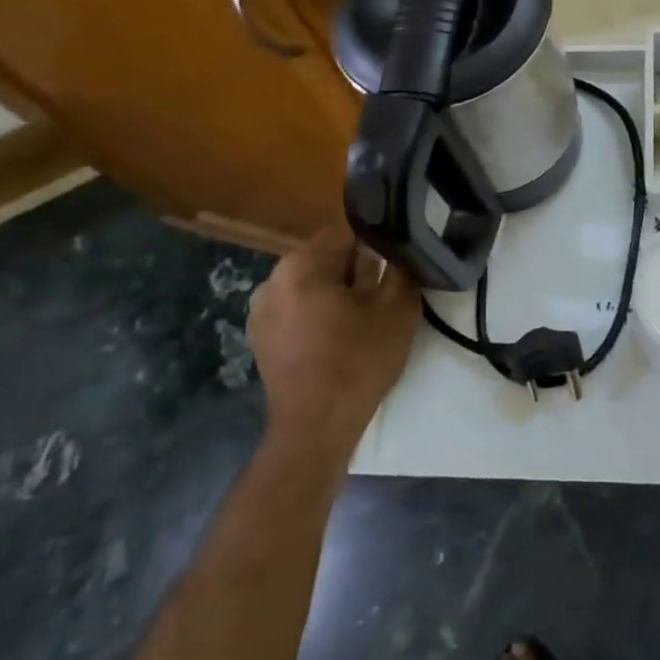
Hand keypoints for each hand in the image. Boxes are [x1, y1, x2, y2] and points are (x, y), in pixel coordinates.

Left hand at [246, 225, 419, 468]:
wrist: (316, 428)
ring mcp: (260, 310)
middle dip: (357, 271)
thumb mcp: (397, 308)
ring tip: (363, 321)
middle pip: (328, 257)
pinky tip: (338, 339)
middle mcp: (272, 279)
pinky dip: (319, 314)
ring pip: (313, 284)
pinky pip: (298, 309)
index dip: (380, 245)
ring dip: (338, 293)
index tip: (398, 266)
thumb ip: (400, 265)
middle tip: (385, 297)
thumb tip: (398, 248)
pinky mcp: (259, 337)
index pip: (349, 232)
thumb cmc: (358, 362)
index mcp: (300, 264)